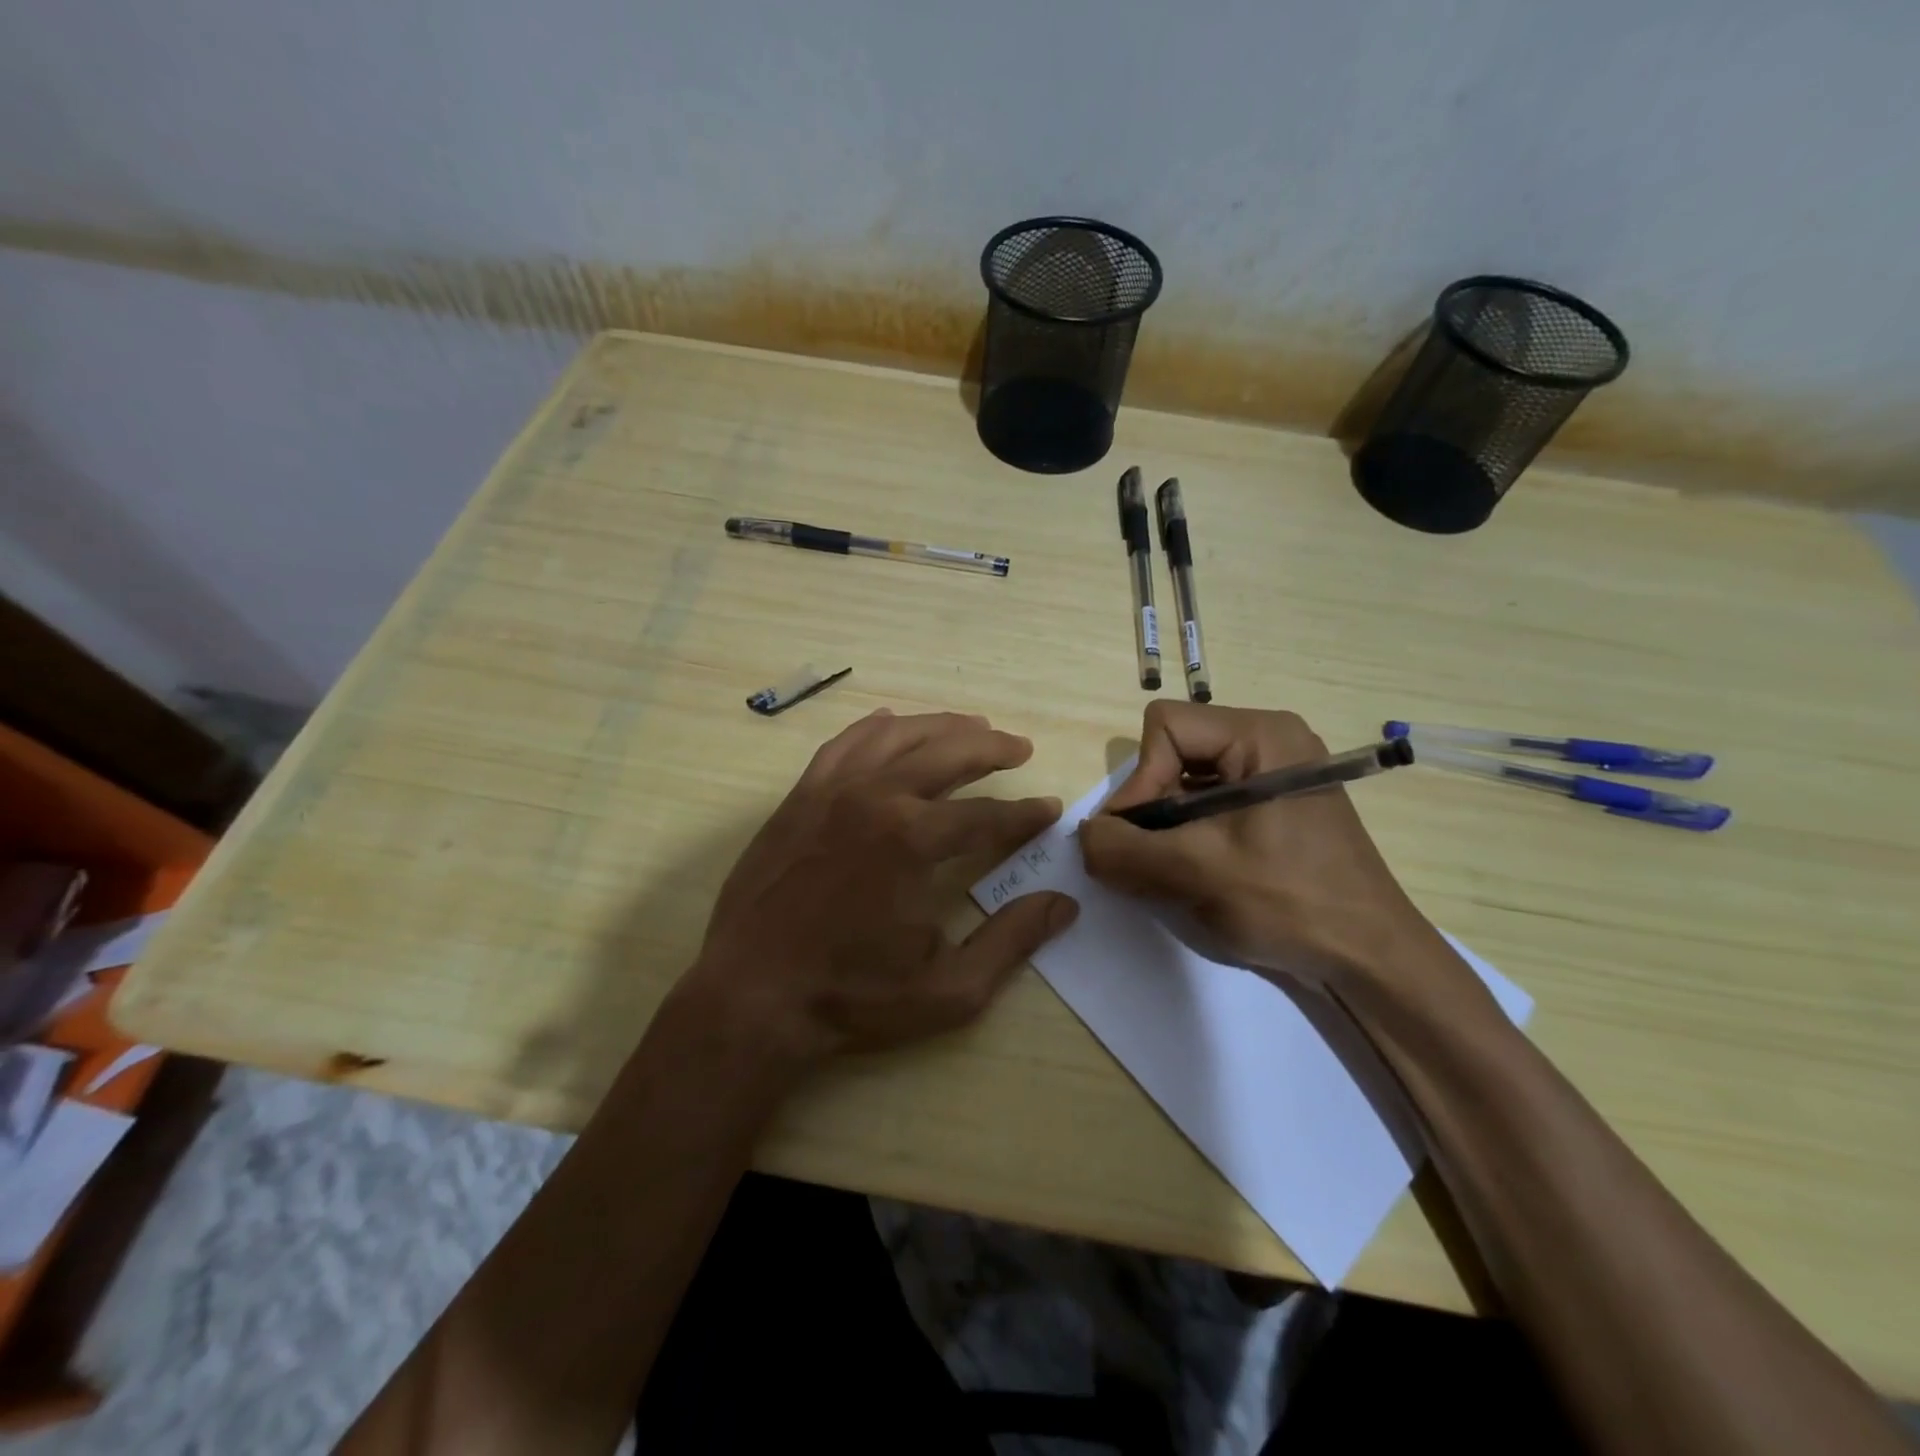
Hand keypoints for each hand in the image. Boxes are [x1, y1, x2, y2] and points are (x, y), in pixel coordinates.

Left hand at [682, 710, 1078, 1066]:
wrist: (752, 996)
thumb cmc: (852, 997)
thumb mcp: (948, 989)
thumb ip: (1011, 941)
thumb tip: (1063, 903)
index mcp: (913, 840)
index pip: (987, 815)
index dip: (1025, 814)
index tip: (1049, 809)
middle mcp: (875, 798)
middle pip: (947, 753)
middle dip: (992, 747)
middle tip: (1019, 747)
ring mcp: (831, 791)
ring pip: (897, 735)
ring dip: (941, 726)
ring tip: (972, 725)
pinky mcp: (800, 797)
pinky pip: (843, 744)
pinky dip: (876, 729)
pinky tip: (893, 724)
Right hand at [1077, 702, 1481, 1012]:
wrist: (1371, 961)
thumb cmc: (1290, 902)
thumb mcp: (1194, 873)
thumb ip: (1122, 850)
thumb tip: (1083, 836)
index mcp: (1261, 734)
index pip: (1164, 727)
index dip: (1140, 780)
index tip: (1140, 837)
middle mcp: (1269, 741)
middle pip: (1173, 752)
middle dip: (1151, 808)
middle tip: (1151, 859)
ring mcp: (1274, 775)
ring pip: (1186, 782)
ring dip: (1166, 828)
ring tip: (1173, 872)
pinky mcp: (1274, 808)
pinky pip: (1208, 805)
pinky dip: (1187, 837)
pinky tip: (1196, 875)